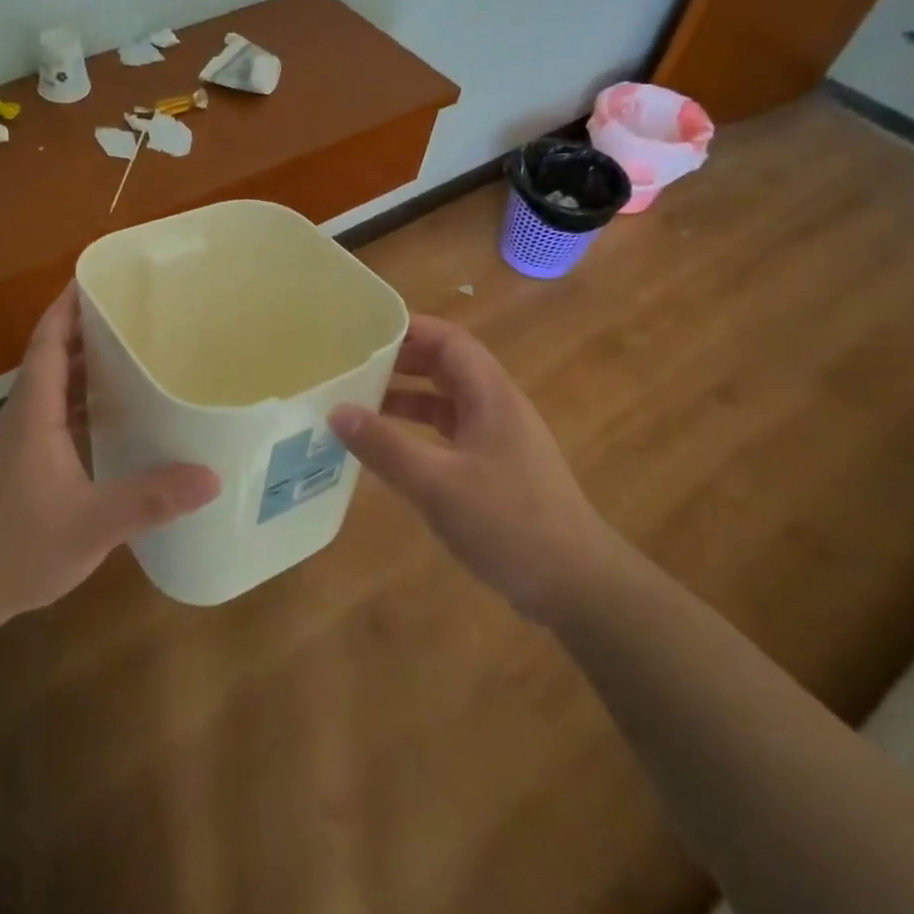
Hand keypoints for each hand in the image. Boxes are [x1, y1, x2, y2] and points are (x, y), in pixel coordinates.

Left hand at [0, 287, 220, 646]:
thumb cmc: (17, 546)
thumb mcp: (91, 524)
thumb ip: (149, 499)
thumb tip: (211, 476)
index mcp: (33, 412)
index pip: (48, 342)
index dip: (69, 307)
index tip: (97, 278)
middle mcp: (22, 416)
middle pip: (52, 357)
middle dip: (87, 330)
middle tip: (134, 314)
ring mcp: (18, 442)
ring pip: (53, 388)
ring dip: (84, 367)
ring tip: (131, 354)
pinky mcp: (20, 465)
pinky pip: (53, 416)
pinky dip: (81, 404)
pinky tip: (111, 417)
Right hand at [328, 316, 617, 620]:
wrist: (576, 585)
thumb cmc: (508, 522)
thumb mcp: (436, 483)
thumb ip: (384, 446)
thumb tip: (336, 410)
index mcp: (491, 395)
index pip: (450, 340)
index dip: (410, 327)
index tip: (366, 328)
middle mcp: (499, 407)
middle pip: (448, 366)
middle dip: (402, 361)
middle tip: (354, 364)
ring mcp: (501, 439)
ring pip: (448, 402)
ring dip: (408, 398)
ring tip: (361, 403)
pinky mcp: (499, 469)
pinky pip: (452, 433)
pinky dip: (420, 431)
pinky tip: (392, 449)